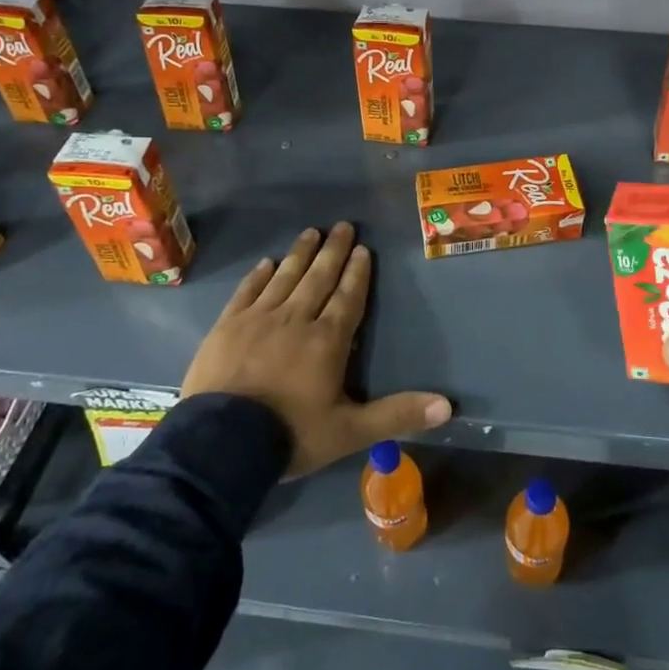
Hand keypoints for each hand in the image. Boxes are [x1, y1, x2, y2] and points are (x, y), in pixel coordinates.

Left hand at [181, 223, 451, 476]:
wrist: (220, 444)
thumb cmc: (291, 434)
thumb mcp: (350, 432)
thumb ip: (397, 415)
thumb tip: (447, 406)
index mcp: (328, 340)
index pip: (348, 297)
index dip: (357, 273)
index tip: (363, 249)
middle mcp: (296, 319)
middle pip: (318, 278)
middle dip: (333, 251)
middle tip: (342, 226)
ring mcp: (258, 319)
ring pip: (285, 277)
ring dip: (300, 254)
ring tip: (311, 232)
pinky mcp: (227, 326)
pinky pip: (247, 291)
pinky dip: (259, 275)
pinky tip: (267, 263)